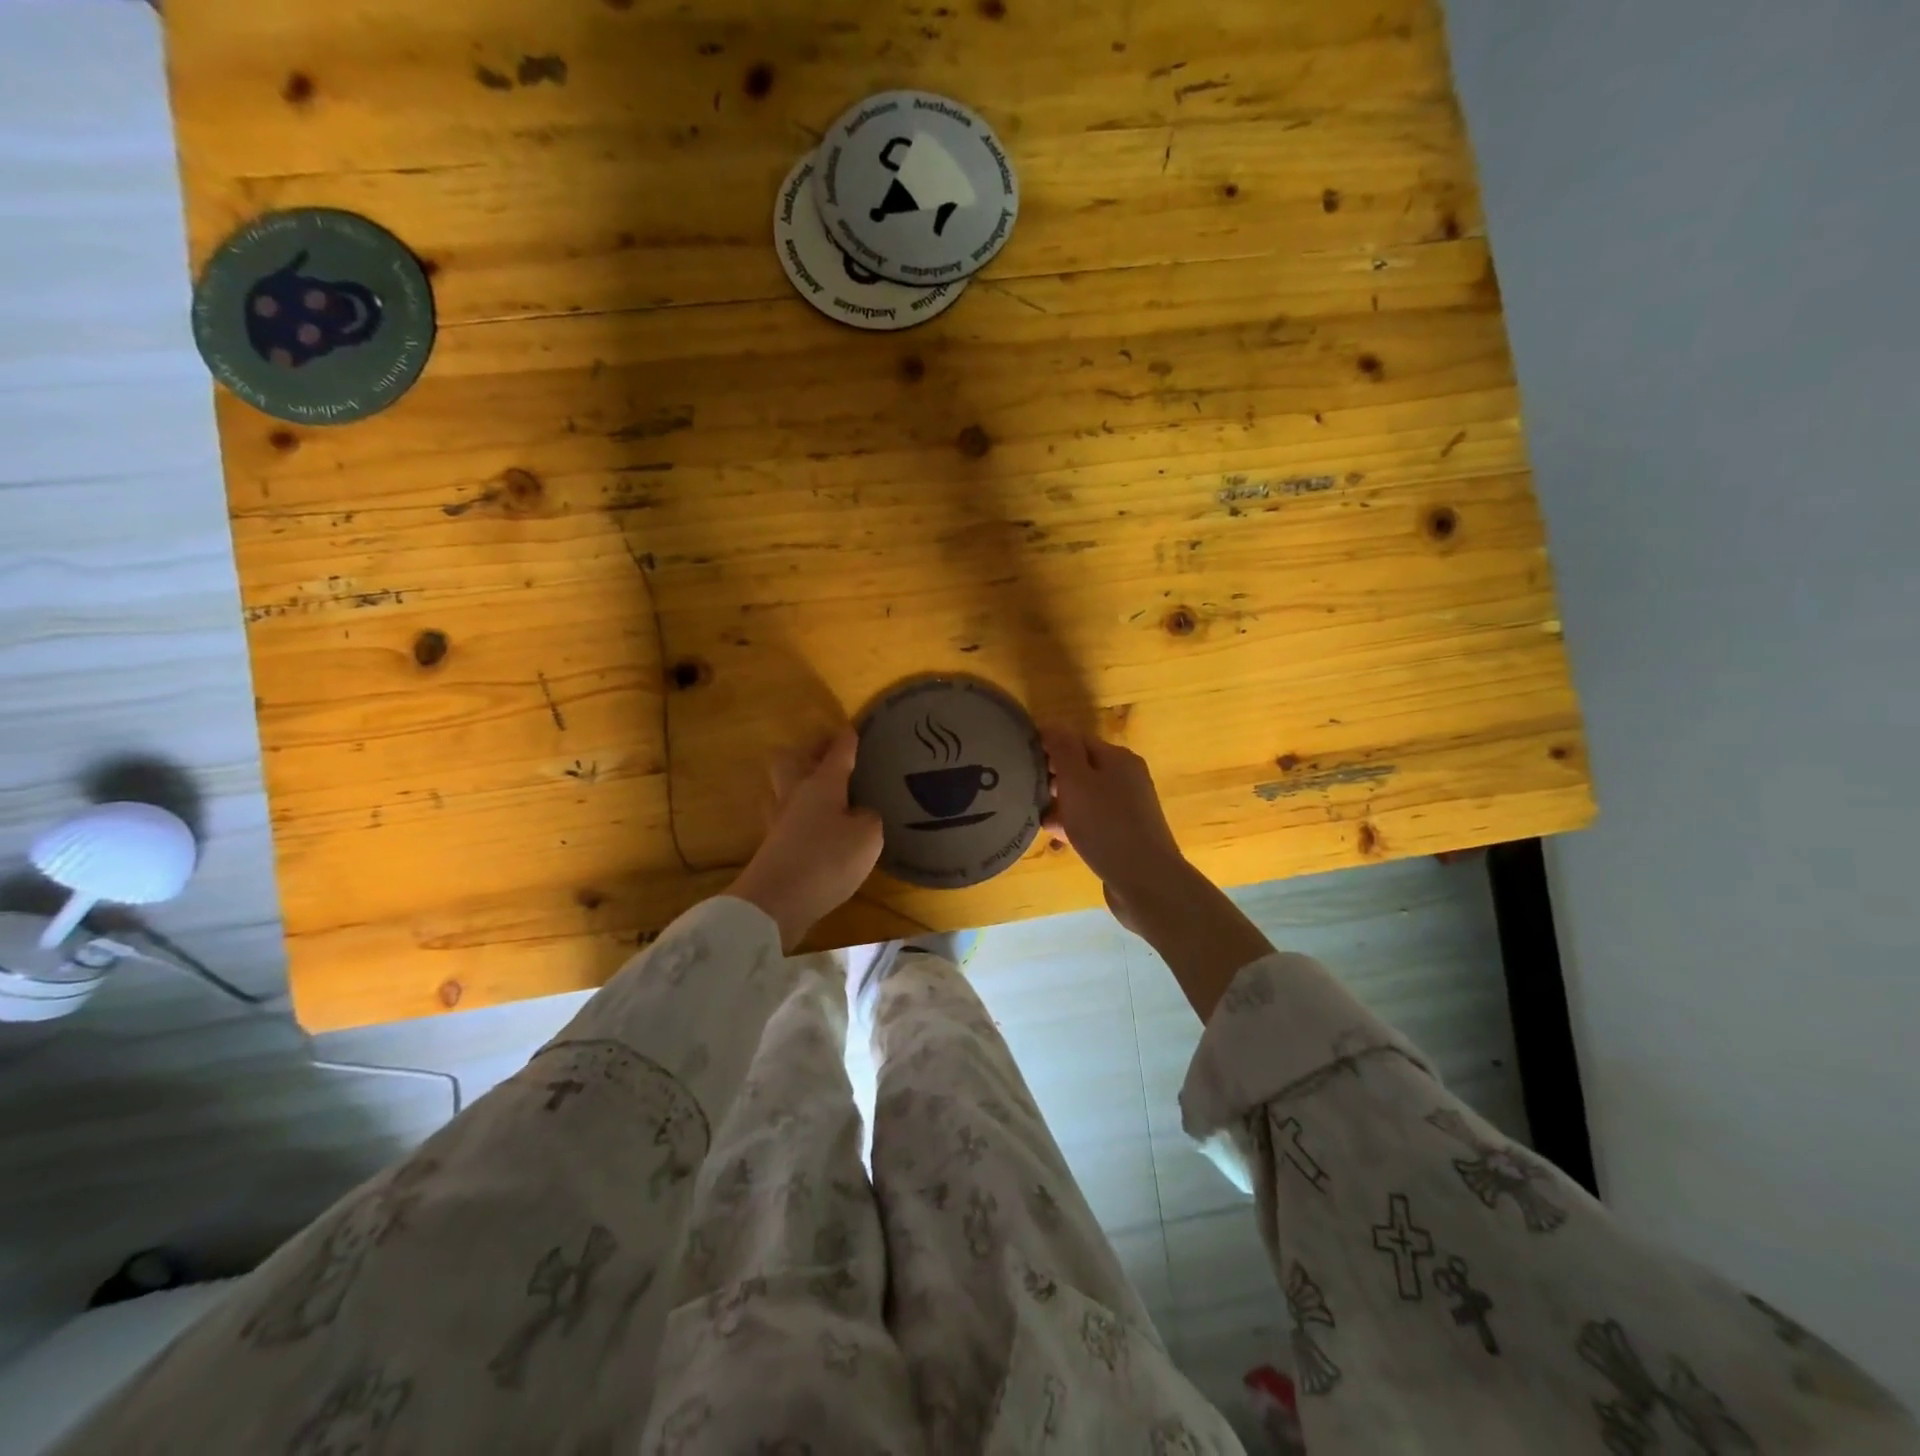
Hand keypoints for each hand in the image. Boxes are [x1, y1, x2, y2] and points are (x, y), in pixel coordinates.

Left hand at [727, 728, 882, 949]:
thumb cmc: (827, 860)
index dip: (846, 740)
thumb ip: (868, 818)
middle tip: (826, 757)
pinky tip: (813, 828)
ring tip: (819, 792)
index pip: (837, 753)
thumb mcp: (867, 837)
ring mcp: (778, 821)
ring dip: (797, 784)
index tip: (852, 730)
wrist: (775, 902)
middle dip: (806, 753)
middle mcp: (795, 795)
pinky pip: (784, 819)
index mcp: (822, 784)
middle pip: (789, 760)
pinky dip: (798, 817)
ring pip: (781, 789)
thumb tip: (858, 814)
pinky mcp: (771, 847)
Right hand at [1041, 727, 1191, 932]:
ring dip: (1060, 806)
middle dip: (1052, 779)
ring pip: (1084, 798)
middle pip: (1080, 768)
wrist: (1145, 881)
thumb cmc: (1106, 825)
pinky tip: (1057, 841)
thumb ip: (1063, 749)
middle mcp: (1126, 778)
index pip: (1076, 740)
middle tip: (1025, 794)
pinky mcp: (1125, 835)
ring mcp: (1128, 808)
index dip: (1047, 747)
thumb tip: (1052, 725)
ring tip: (1036, 820)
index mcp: (1117, 758)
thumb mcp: (1077, 781)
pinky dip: (1074, 826)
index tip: (1020, 762)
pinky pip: (1092, 822)